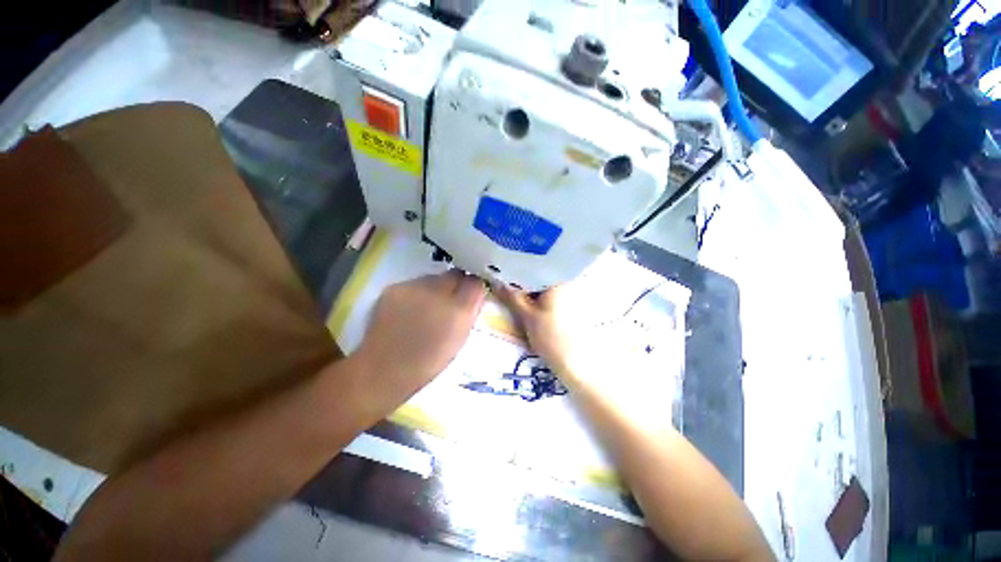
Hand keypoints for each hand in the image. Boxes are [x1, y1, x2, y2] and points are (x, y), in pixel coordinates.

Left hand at [354, 270, 485, 413]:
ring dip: (435, 288)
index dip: (474, 286)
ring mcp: (414, 288)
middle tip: (450, 300)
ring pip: (433, 278)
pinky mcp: (394, 288)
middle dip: (456, 284)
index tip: (471, 293)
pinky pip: (413, 283)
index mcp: (458, 310)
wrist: (383, 369)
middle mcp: (438, 293)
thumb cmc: (429, 362)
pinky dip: (416, 293)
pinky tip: (408, 309)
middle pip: (455, 274)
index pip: (475, 282)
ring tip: (426, 307)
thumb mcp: (460, 339)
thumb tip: (475, 294)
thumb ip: (470, 312)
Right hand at [496, 283, 678, 428]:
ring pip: (542, 283)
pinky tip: (526, 300)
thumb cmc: (552, 337)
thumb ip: (511, 296)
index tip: (500, 269)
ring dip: (527, 286)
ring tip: (510, 288)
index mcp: (557, 279)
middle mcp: (565, 281)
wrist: (578, 363)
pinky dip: (536, 295)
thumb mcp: (526, 315)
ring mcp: (568, 292)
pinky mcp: (568, 304)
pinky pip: (548, 292)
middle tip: (502, 280)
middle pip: (537, 272)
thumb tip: (495, 280)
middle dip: (520, 277)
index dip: (515, 266)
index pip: (532, 264)